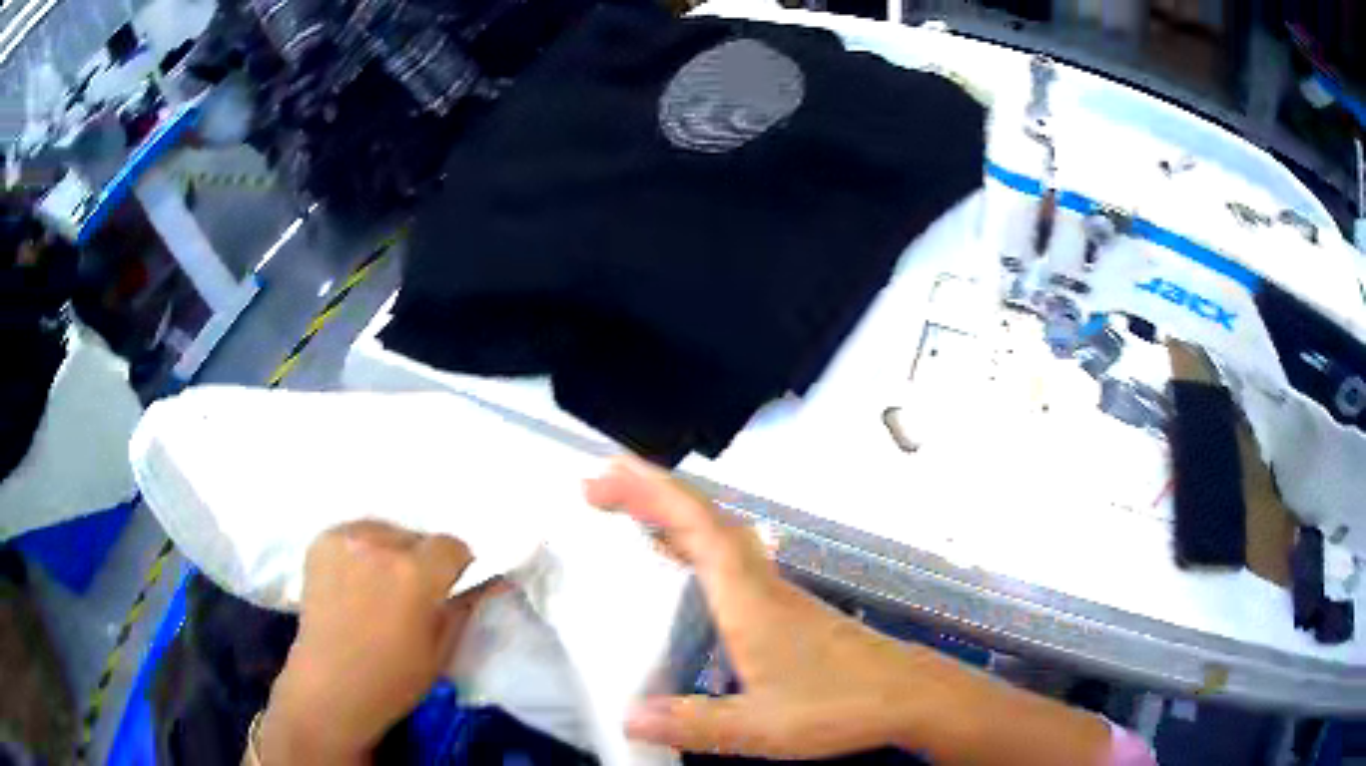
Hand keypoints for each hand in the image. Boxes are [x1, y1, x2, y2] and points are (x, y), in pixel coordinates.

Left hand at [260, 521, 495, 763]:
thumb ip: (465, 606)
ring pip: (387, 532)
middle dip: (423, 562)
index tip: (452, 590)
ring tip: (381, 587)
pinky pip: (357, 534)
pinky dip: (364, 551)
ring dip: (392, 553)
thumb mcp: (441, 649)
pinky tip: (357, 581)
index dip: (458, 568)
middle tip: (414, 596)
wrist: (329, 686)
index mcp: (414, 573)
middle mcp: (379, 544)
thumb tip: (492, 578)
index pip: (452, 545)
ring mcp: (344, 538)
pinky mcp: (321, 541)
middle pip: (417, 537)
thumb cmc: (393, 680)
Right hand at [586, 457, 1112, 765]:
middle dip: (649, 493)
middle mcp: (762, 582)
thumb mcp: (760, 728)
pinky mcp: (786, 607)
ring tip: (627, 516)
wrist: (908, 695)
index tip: (607, 475)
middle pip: (704, 517)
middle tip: (597, 489)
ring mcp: (777, 592)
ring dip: (671, 514)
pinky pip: (730, 556)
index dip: (651, 493)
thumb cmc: (839, 706)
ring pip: (719, 532)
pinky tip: (683, 565)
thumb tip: (628, 717)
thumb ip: (694, 724)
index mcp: (750, 600)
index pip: (698, 528)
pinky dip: (695, 542)